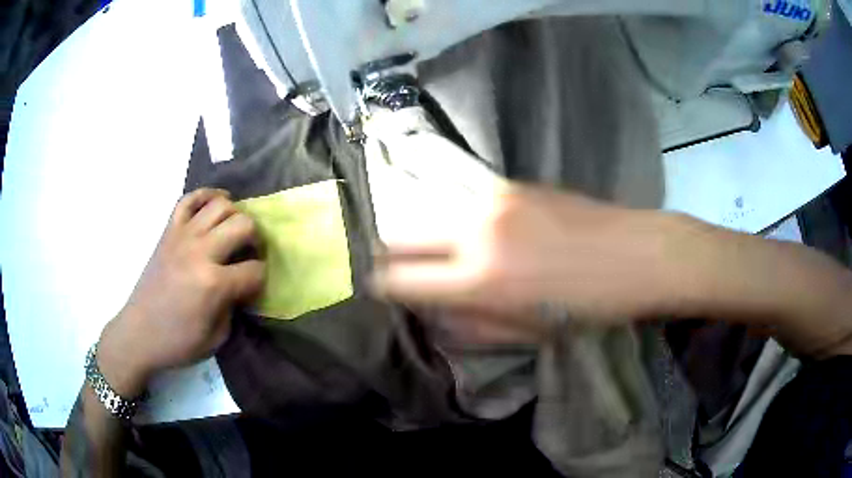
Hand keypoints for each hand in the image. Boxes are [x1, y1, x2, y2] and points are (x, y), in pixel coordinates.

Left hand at [98, 189, 264, 396]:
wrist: (139, 333)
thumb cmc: (178, 342)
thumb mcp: (217, 337)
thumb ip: (233, 306)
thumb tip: (240, 286)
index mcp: (214, 284)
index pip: (255, 270)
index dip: (260, 279)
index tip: (254, 287)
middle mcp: (200, 252)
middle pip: (243, 224)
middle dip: (255, 239)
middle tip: (249, 253)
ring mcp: (182, 236)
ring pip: (220, 205)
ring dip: (235, 215)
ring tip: (233, 230)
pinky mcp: (168, 231)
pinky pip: (189, 199)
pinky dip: (206, 196)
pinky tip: (215, 204)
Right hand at [373, 184, 684, 336]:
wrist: (636, 253)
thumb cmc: (588, 306)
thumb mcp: (529, 332)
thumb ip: (472, 326)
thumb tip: (434, 314)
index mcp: (480, 281)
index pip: (400, 280)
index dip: (381, 286)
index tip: (381, 289)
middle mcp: (475, 232)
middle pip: (398, 233)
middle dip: (388, 252)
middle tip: (398, 266)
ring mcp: (492, 199)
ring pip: (428, 210)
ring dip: (424, 233)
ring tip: (439, 248)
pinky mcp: (510, 183)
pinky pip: (463, 200)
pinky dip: (457, 217)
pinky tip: (479, 230)